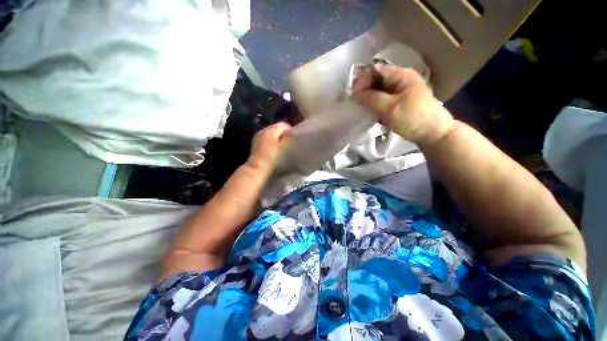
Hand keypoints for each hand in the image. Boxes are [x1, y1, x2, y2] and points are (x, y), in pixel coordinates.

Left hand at [247, 122, 292, 172]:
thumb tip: (292, 133)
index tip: (294, 138)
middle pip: (276, 127)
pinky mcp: (255, 142)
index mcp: (270, 130)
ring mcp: (258, 136)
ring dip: (277, 137)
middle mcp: (263, 130)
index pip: (283, 124)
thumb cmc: (272, 159)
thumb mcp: (283, 148)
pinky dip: (271, 141)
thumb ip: (288, 138)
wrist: (257, 169)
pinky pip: (266, 138)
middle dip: (283, 133)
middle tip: (289, 142)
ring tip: (282, 146)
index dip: (290, 130)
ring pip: (271, 133)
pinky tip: (273, 149)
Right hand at [352, 65, 454, 145]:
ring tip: (363, 109)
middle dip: (365, 91)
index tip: (353, 95)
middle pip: (376, 80)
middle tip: (356, 104)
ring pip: (378, 91)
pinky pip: (383, 100)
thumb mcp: (390, 108)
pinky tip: (372, 113)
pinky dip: (375, 105)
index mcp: (401, 75)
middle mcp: (400, 79)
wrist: (432, 133)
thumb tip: (354, 94)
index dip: (362, 80)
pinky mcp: (399, 101)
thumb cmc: (413, 118)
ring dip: (369, 99)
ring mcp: (400, 91)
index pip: (376, 71)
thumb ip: (371, 99)